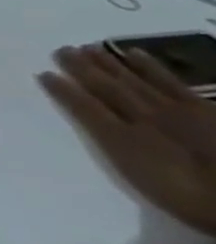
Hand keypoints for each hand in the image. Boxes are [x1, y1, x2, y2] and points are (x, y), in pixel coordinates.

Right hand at [39, 45, 215, 233]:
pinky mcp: (201, 108)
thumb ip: (117, 147)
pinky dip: (150, 66)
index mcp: (122, 137)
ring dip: (109, 64)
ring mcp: (174, 110)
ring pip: (134, 81)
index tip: (43, 73)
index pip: (84, 107)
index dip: (63, 91)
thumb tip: (96, 123)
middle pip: (107, 88)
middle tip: (63, 50)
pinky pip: (170, 81)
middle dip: (83, 69)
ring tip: (90, 48)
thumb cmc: (185, 195)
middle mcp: (143, 117)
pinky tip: (135, 54)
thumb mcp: (140, 176)